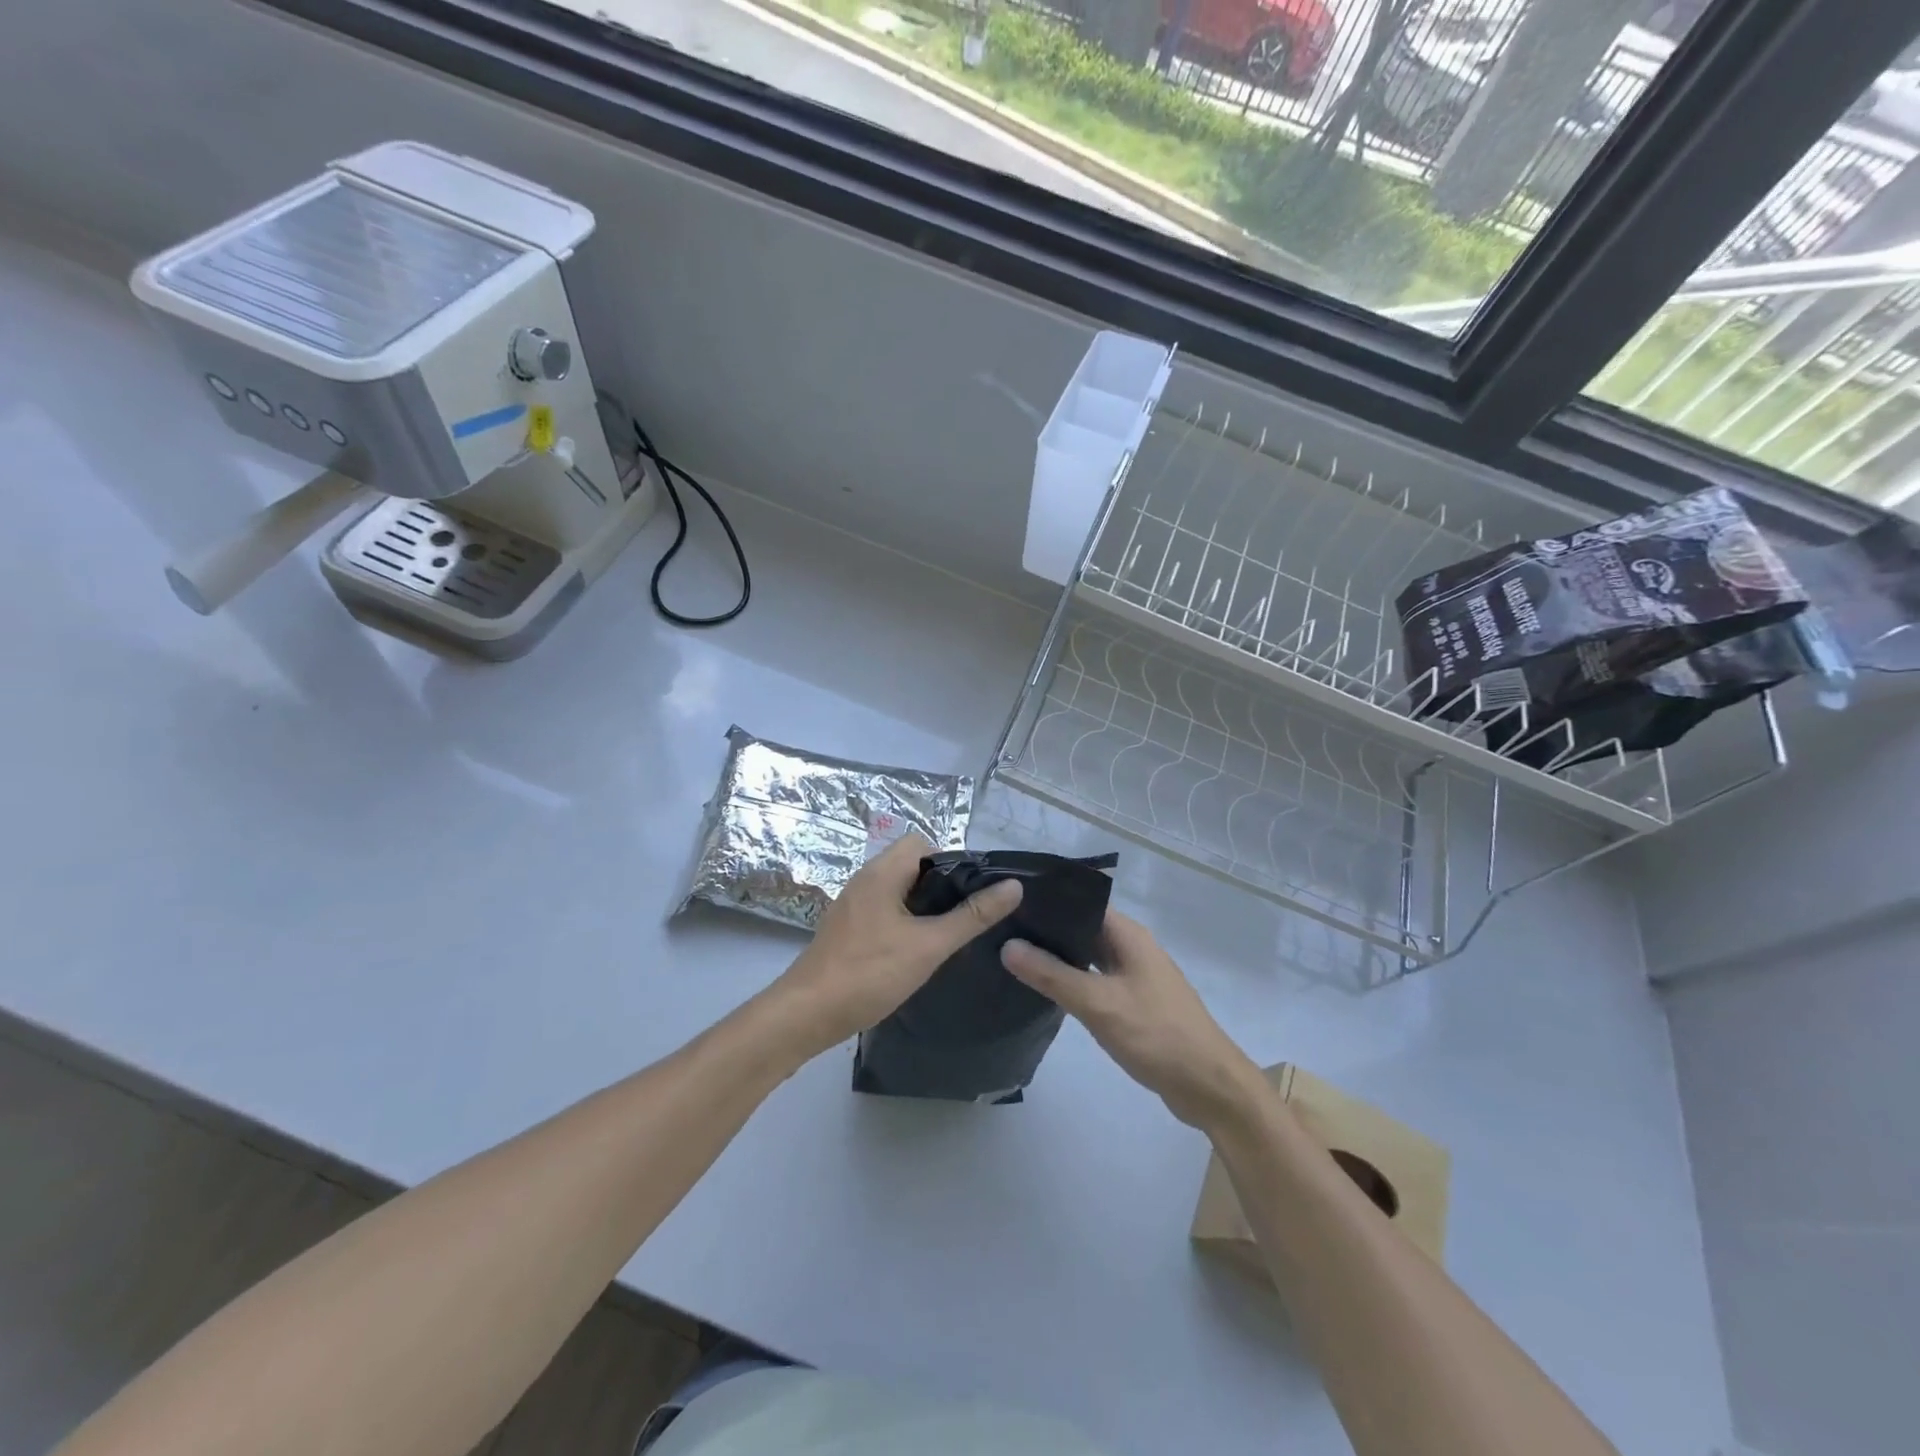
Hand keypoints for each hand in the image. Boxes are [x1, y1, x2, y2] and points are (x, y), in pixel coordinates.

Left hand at [772, 833, 1022, 1057]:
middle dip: (941, 888)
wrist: (806, 1014)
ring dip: (923, 908)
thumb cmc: (869, 972)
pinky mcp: (847, 930)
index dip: (950, 861)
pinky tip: (917, 953)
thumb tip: (1013, 886)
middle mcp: (864, 880)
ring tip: (947, 937)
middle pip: (911, 866)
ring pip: (898, 892)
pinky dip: (904, 924)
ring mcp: (853, 906)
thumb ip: (971, 916)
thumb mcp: (929, 945)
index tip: (971, 894)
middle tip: (965, 919)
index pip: (922, 842)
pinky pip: (884, 912)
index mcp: (881, 872)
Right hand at [1002, 910, 1266, 1131]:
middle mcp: (1133, 948)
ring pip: (1089, 956)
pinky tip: (1046, 990)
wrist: (1209, 1086)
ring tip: (1014, 957)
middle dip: (1047, 930)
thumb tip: (1008, 945)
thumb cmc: (1156, 1034)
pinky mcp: (1136, 1003)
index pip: (1081, 902)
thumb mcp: (1098, 1003)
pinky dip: (1073, 981)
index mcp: (1128, 935)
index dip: (1047, 901)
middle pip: (1083, 928)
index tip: (1008, 903)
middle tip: (1001, 931)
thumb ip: (1052, 974)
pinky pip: (1097, 981)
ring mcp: (1136, 976)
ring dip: (1059, 957)